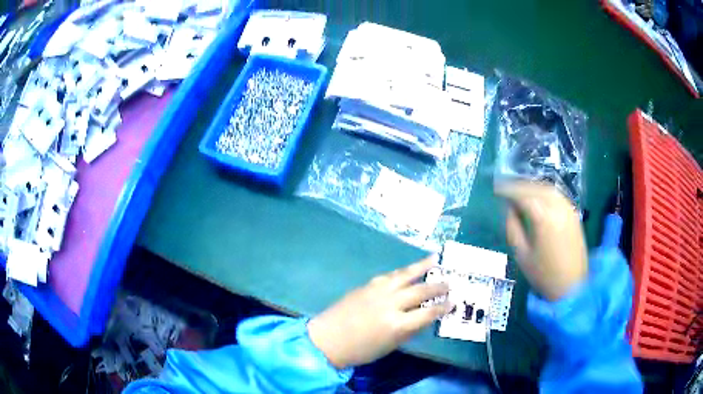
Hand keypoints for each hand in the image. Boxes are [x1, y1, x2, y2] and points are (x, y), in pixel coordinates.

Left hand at [307, 257, 451, 368]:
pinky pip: (390, 275)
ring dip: (422, 266)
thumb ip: (409, 330)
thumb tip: (424, 317)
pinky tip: (409, 269)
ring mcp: (378, 291)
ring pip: (405, 275)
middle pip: (420, 291)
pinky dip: (403, 271)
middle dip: (438, 286)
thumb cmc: (360, 350)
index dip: (443, 307)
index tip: (453, 302)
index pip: (429, 313)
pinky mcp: (367, 285)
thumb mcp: (390, 345)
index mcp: (398, 324)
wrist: (327, 339)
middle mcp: (391, 304)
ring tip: (435, 259)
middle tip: (450, 283)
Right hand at [495, 182, 587, 300]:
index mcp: (543, 218)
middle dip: (520, 187)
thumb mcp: (522, 255)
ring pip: (548, 189)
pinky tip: (538, 199)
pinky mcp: (574, 215)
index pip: (523, 196)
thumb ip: (513, 228)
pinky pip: (557, 196)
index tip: (497, 190)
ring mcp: (568, 210)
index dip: (508, 191)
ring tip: (521, 192)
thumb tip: (509, 210)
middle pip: (536, 188)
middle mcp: (557, 208)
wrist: (572, 286)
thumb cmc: (544, 274)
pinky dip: (545, 193)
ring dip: (533, 187)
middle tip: (507, 189)